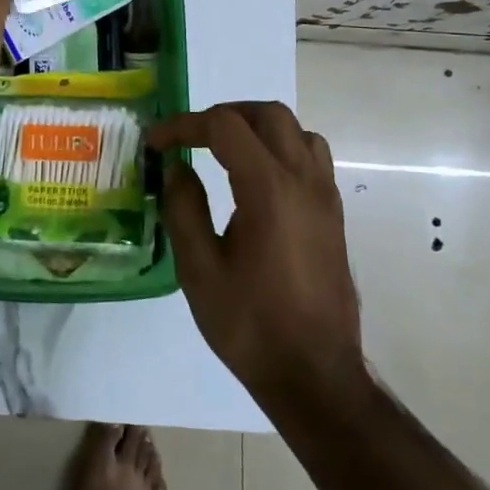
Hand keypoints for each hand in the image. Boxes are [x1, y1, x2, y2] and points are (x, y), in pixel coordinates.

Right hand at [149, 103, 367, 412]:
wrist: (315, 375)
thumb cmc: (251, 325)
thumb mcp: (199, 270)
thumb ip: (184, 208)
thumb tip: (177, 168)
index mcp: (269, 190)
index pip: (224, 126)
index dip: (184, 125)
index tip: (156, 143)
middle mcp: (304, 181)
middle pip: (268, 114)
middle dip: (224, 114)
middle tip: (191, 137)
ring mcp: (325, 196)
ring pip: (297, 130)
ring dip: (257, 127)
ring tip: (224, 149)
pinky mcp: (334, 214)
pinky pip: (312, 156)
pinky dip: (281, 147)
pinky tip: (257, 179)